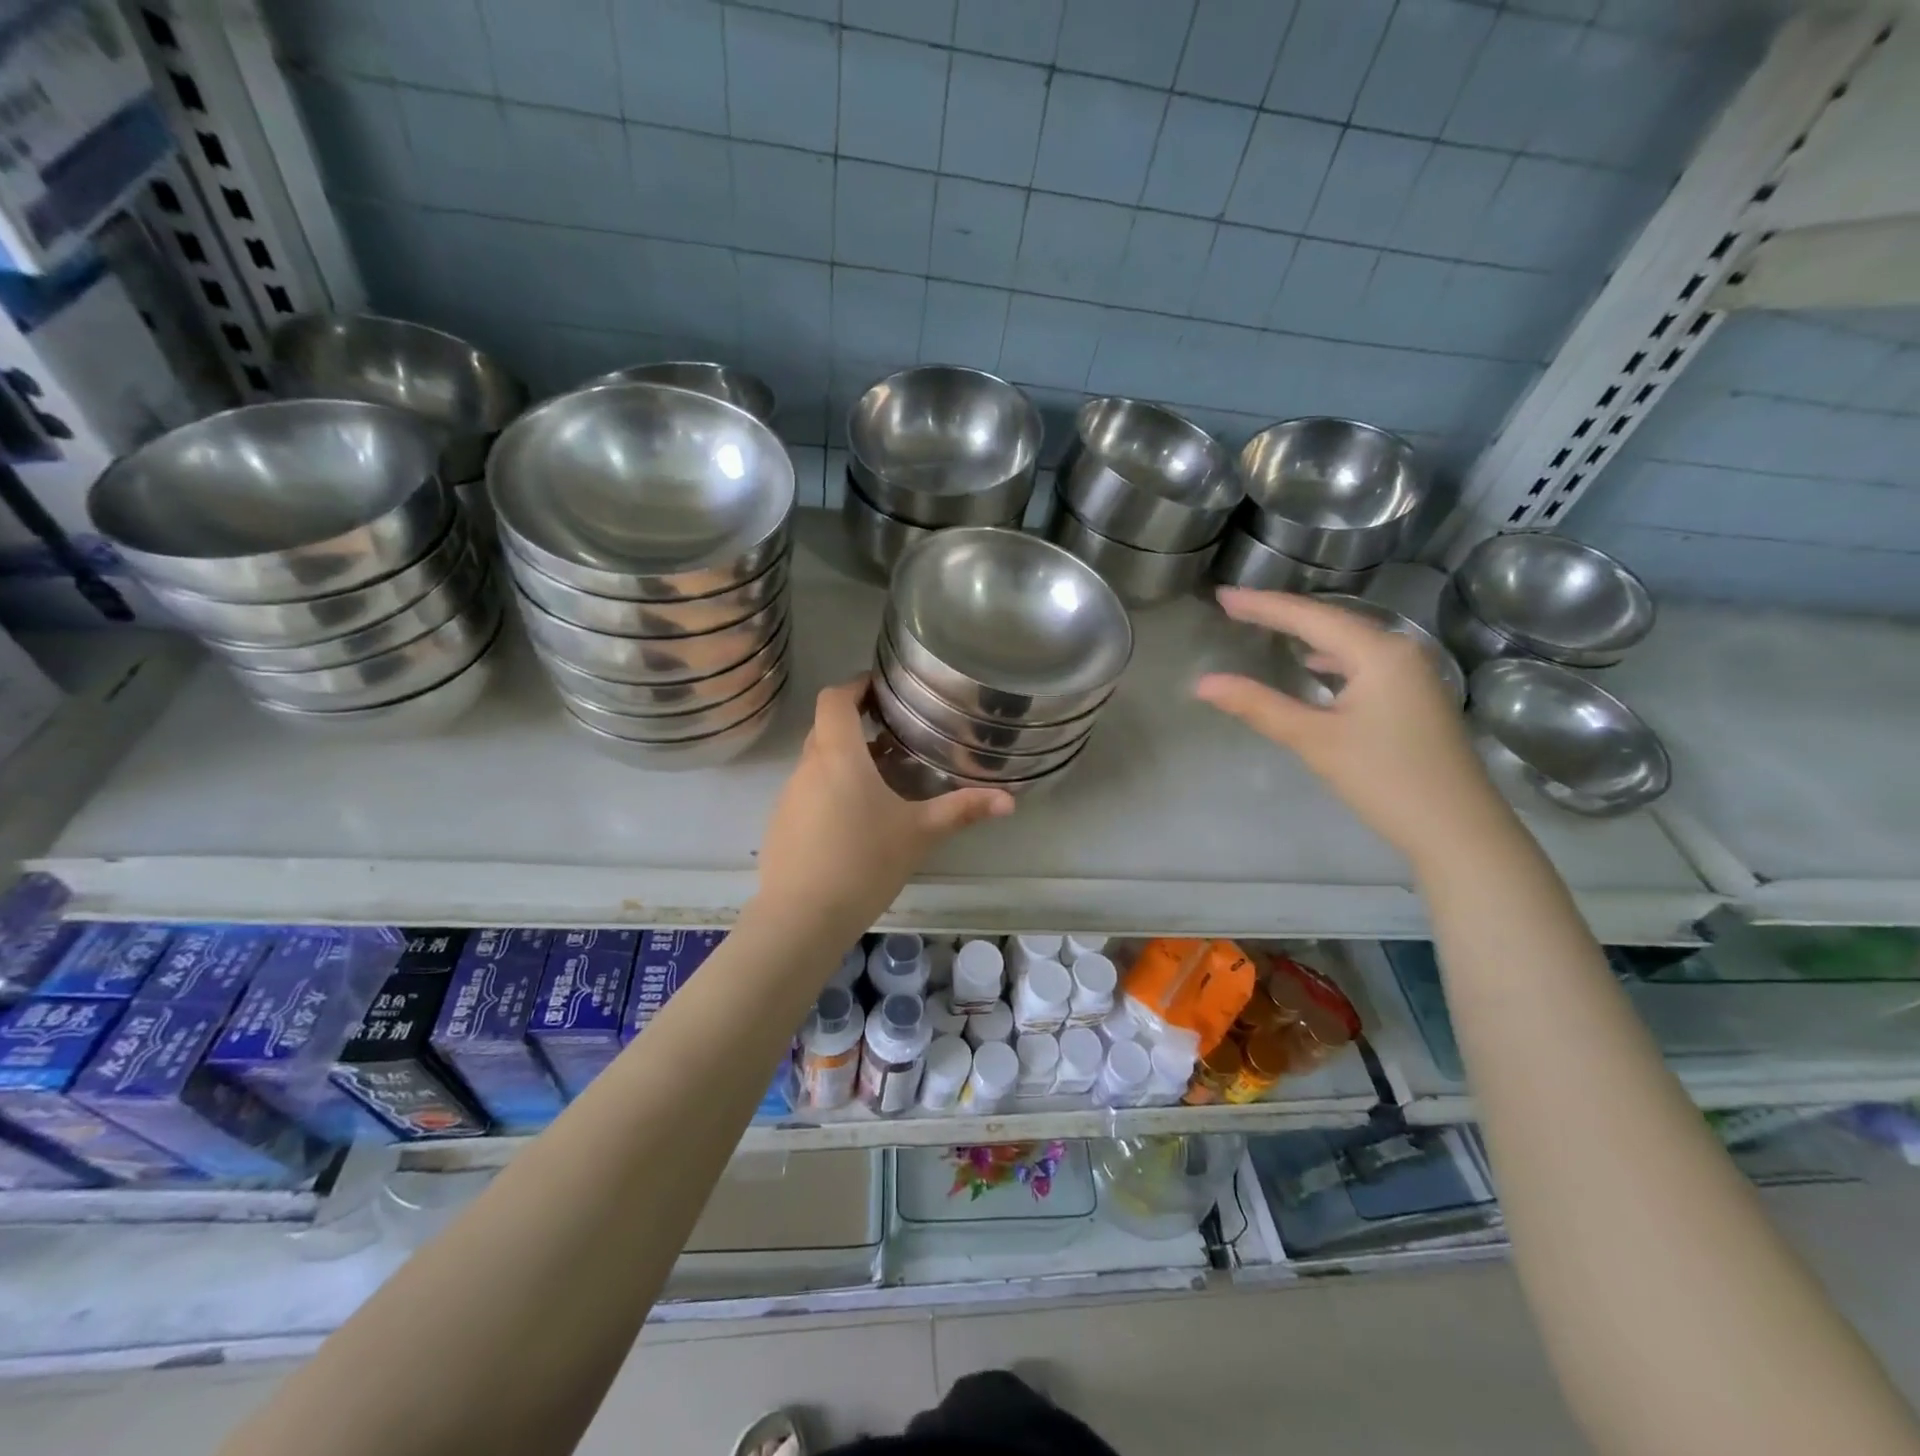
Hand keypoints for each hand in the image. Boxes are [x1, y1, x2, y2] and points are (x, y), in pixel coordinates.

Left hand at [753, 678, 1014, 942]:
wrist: (801, 919)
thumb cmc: (864, 863)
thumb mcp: (919, 833)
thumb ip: (962, 810)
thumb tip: (1010, 801)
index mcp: (838, 755)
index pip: (834, 699)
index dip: (855, 686)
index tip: (881, 689)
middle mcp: (807, 767)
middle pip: (826, 729)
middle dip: (857, 725)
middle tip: (894, 735)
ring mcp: (788, 797)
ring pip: (817, 763)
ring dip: (845, 762)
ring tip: (881, 780)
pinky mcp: (780, 825)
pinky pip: (808, 793)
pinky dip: (830, 791)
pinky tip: (854, 823)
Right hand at [1193, 588, 1509, 865]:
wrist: (1458, 830)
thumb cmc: (1384, 779)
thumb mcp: (1315, 740)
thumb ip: (1259, 705)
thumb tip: (1203, 683)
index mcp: (1378, 652)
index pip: (1309, 617)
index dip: (1262, 605)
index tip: (1222, 596)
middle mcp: (1399, 650)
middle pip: (1331, 622)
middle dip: (1283, 614)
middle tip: (1237, 607)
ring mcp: (1412, 674)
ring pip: (1348, 642)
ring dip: (1307, 634)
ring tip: (1267, 627)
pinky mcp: (1413, 697)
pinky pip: (1362, 662)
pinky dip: (1331, 657)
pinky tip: (1314, 665)